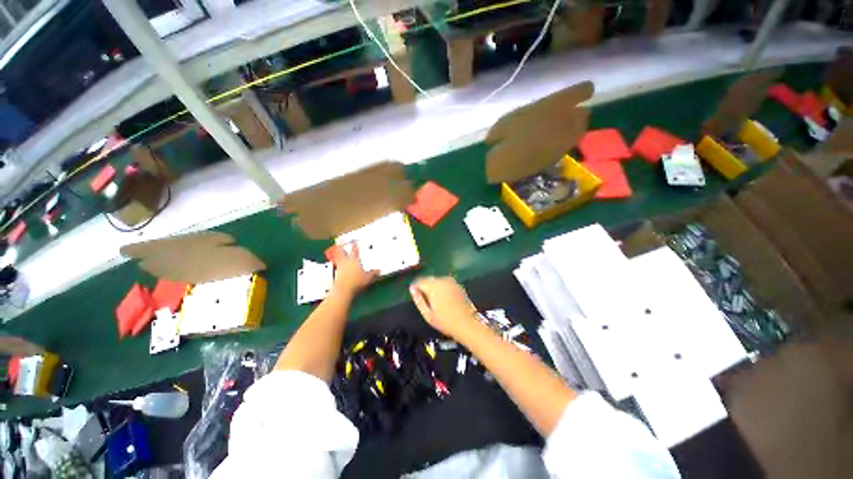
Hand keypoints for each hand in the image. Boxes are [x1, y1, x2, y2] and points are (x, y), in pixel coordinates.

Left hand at [332, 244, 378, 295]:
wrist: (343, 290)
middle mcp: (346, 262)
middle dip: (342, 248)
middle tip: (341, 244)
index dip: (355, 246)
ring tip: (338, 253)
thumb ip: (373, 273)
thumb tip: (379, 270)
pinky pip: (337, 266)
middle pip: (342, 253)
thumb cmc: (357, 282)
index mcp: (354, 261)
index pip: (355, 251)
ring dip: (338, 255)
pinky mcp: (336, 274)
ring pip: (338, 259)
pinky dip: (338, 265)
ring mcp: (340, 268)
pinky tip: (340, 266)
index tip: (355, 242)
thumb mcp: (368, 278)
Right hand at [409, 276, 478, 337]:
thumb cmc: (445, 321)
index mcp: (433, 286)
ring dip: (434, 287)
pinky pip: (445, 283)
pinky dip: (442, 288)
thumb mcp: (427, 314)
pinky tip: (445, 299)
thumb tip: (412, 289)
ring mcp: (451, 281)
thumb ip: (418, 300)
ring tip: (436, 301)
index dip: (416, 289)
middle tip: (426, 301)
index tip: (417, 297)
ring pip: (437, 281)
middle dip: (425, 287)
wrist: (467, 323)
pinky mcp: (458, 284)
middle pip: (428, 279)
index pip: (419, 281)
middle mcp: (442, 280)